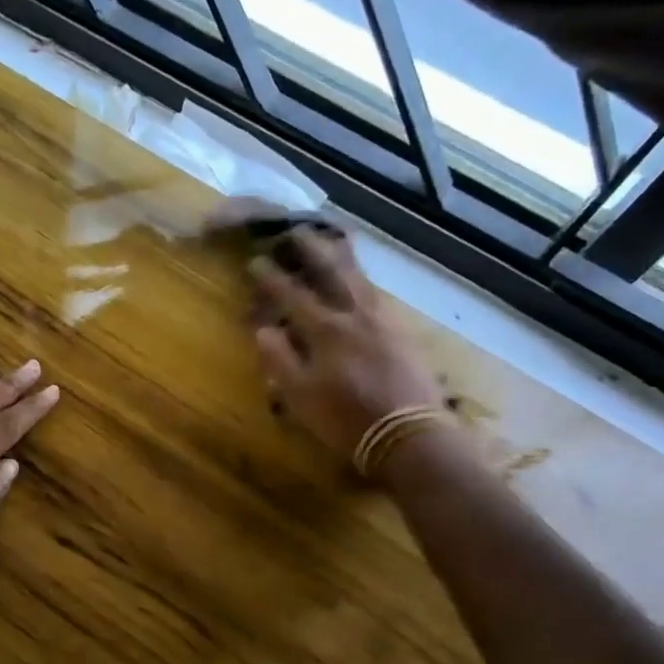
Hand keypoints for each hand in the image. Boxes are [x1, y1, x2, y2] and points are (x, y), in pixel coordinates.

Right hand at [248, 229, 447, 463]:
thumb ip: (279, 359)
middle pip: (331, 271)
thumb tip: (263, 329)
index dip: (271, 277)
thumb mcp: (300, 396)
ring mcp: (383, 320)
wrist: (408, 434)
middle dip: (311, 248)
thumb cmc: (345, 419)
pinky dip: (363, 279)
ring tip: (334, 240)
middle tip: (297, 230)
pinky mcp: (402, 331)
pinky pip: (377, 293)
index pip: (292, 294)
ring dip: (342, 256)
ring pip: (359, 277)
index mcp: (325, 330)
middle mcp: (354, 315)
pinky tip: (361, 282)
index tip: (255, 261)